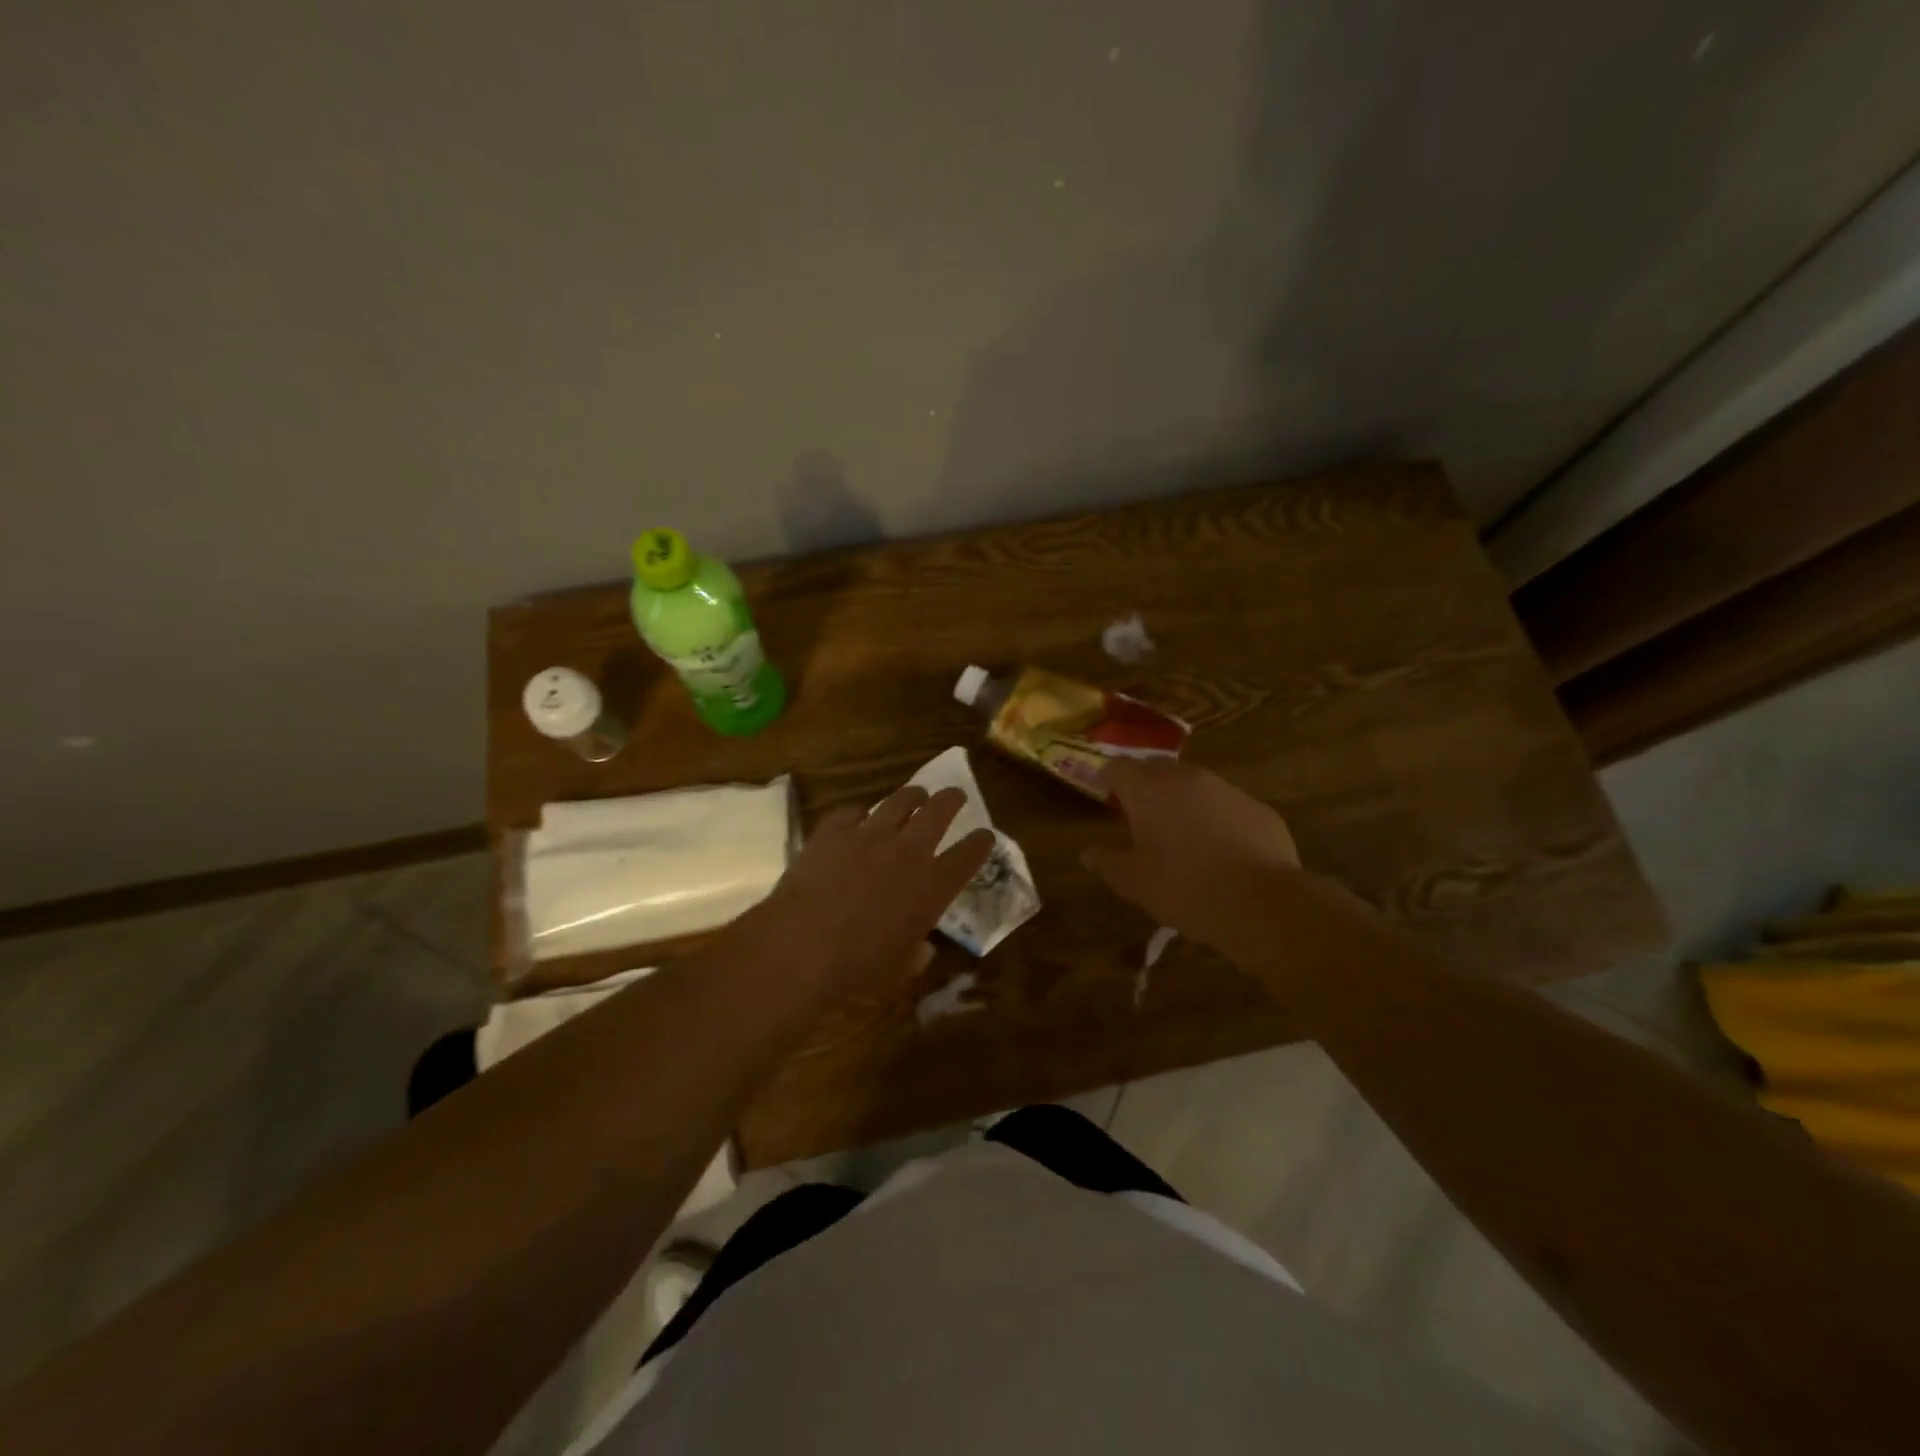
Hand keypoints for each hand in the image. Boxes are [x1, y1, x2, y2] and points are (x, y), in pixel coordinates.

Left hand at [737, 785, 994, 995]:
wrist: (803, 945)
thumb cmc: (859, 967)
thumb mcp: (900, 969)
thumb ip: (917, 953)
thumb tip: (922, 948)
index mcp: (934, 885)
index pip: (970, 854)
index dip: (981, 842)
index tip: (985, 836)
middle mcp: (909, 850)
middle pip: (940, 810)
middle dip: (952, 799)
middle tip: (955, 796)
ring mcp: (870, 834)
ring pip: (901, 800)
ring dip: (912, 796)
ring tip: (914, 797)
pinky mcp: (835, 829)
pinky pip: (853, 810)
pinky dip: (860, 814)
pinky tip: (857, 819)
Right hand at [1082, 760, 1302, 954]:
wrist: (1264, 904)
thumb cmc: (1186, 889)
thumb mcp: (1135, 884)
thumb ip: (1107, 863)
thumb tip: (1087, 854)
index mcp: (1149, 790)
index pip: (1117, 767)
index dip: (1107, 778)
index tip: (1103, 794)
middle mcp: (1187, 778)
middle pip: (1156, 769)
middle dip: (1144, 787)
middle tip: (1138, 816)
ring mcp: (1228, 790)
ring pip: (1194, 785)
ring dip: (1181, 801)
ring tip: (1180, 836)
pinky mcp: (1259, 809)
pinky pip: (1227, 806)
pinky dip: (1216, 819)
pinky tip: (1220, 852)